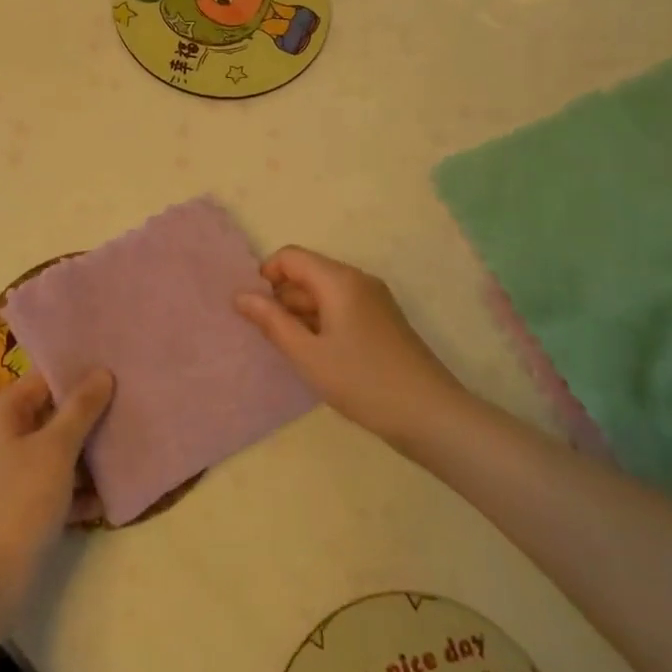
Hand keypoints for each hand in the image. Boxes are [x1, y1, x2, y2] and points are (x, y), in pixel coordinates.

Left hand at [0, 369, 113, 606]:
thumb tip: (102, 372)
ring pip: (57, 452)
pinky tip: (113, 495)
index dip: (79, 375)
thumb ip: (80, 409)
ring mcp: (10, 473)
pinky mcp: (20, 506)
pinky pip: (55, 485)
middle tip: (131, 407)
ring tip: (130, 448)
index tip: (117, 372)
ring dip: (89, 454)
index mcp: (1, 413)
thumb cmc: (18, 502)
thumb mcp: (55, 449)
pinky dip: (79, 489)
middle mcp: (1, 436)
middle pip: (52, 415)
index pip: (43, 379)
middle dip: (90, 416)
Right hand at [236, 246, 464, 443]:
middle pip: (308, 273)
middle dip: (282, 298)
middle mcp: (358, 280)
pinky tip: (318, 357)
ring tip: (291, 351)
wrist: (431, 415)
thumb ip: (272, 322)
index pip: (290, 257)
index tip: (254, 311)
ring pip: (324, 293)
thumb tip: (240, 295)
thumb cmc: (363, 382)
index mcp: (339, 280)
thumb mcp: (308, 355)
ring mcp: (374, 300)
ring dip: (301, 314)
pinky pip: (342, 308)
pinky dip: (322, 323)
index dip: (266, 276)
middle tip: (268, 337)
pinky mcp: (383, 321)